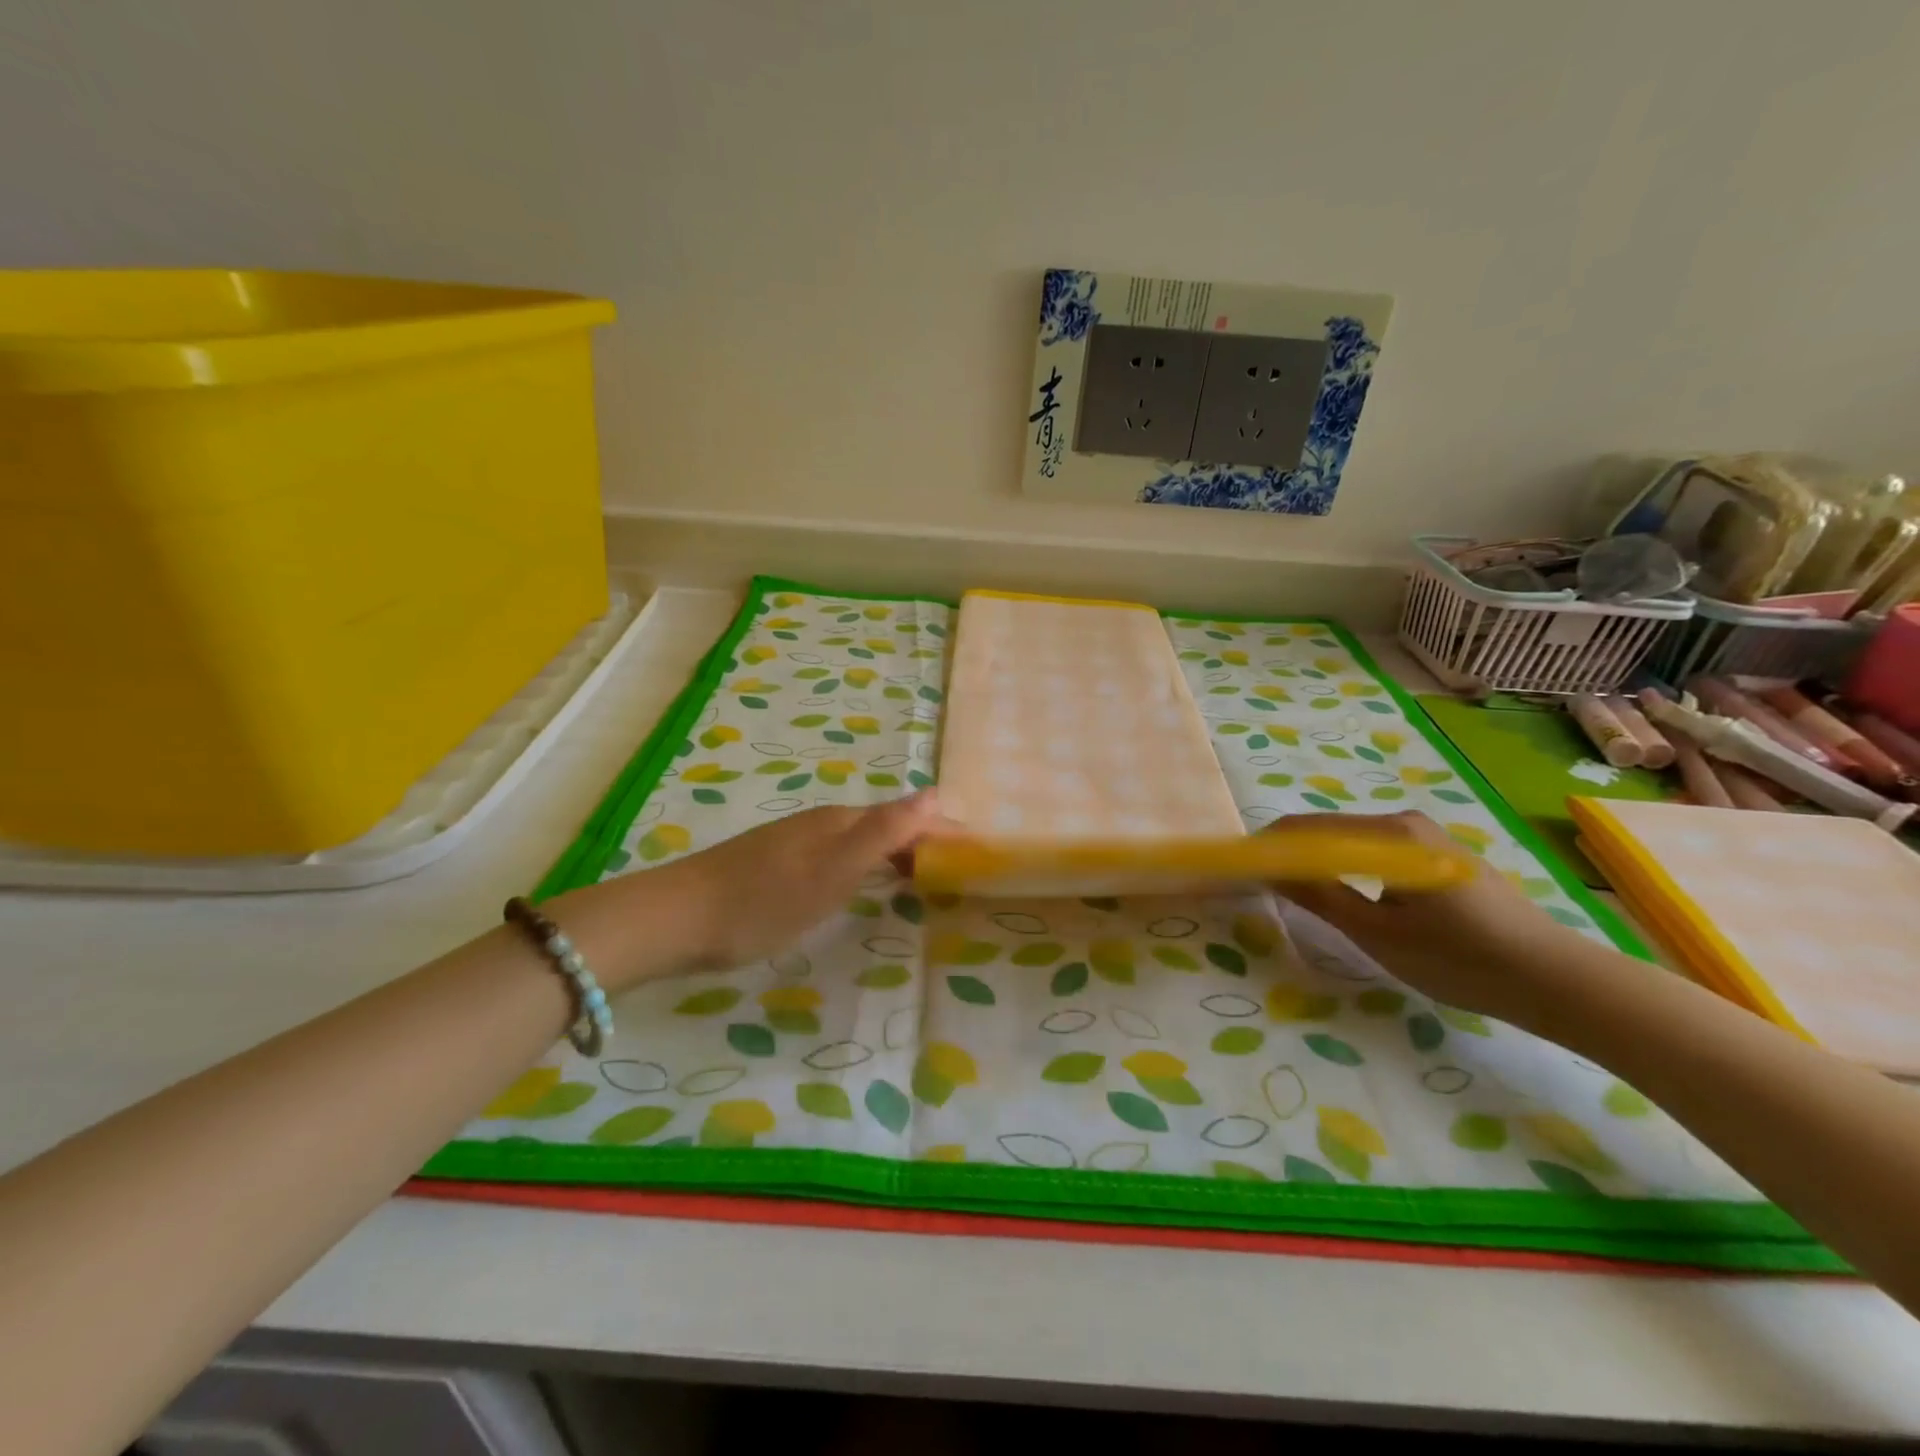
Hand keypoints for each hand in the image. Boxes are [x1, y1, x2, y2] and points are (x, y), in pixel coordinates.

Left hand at [552, 793, 949, 986]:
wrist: (676, 918)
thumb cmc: (763, 901)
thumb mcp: (832, 872)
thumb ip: (883, 834)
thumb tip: (934, 792)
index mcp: (838, 822)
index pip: (903, 818)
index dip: (937, 830)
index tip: (971, 848)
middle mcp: (818, 823)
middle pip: (881, 825)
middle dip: (918, 840)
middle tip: (949, 868)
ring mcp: (792, 841)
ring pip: (856, 840)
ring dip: (890, 852)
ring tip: (914, 877)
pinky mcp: (772, 862)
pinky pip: (834, 854)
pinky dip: (861, 865)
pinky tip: (854, 885)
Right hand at [1268, 810, 1590, 1025]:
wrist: (1557, 980)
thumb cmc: (1462, 959)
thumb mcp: (1378, 934)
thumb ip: (1319, 896)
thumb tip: (1268, 871)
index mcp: (1390, 833)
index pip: (1307, 828)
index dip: (1269, 847)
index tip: (1240, 869)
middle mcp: (1406, 823)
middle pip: (1328, 830)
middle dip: (1291, 853)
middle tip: (1262, 885)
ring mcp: (1426, 837)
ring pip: (1351, 842)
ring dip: (1319, 861)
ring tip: (1294, 892)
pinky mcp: (1438, 856)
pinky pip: (1376, 852)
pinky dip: (1348, 868)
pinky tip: (1344, 894)